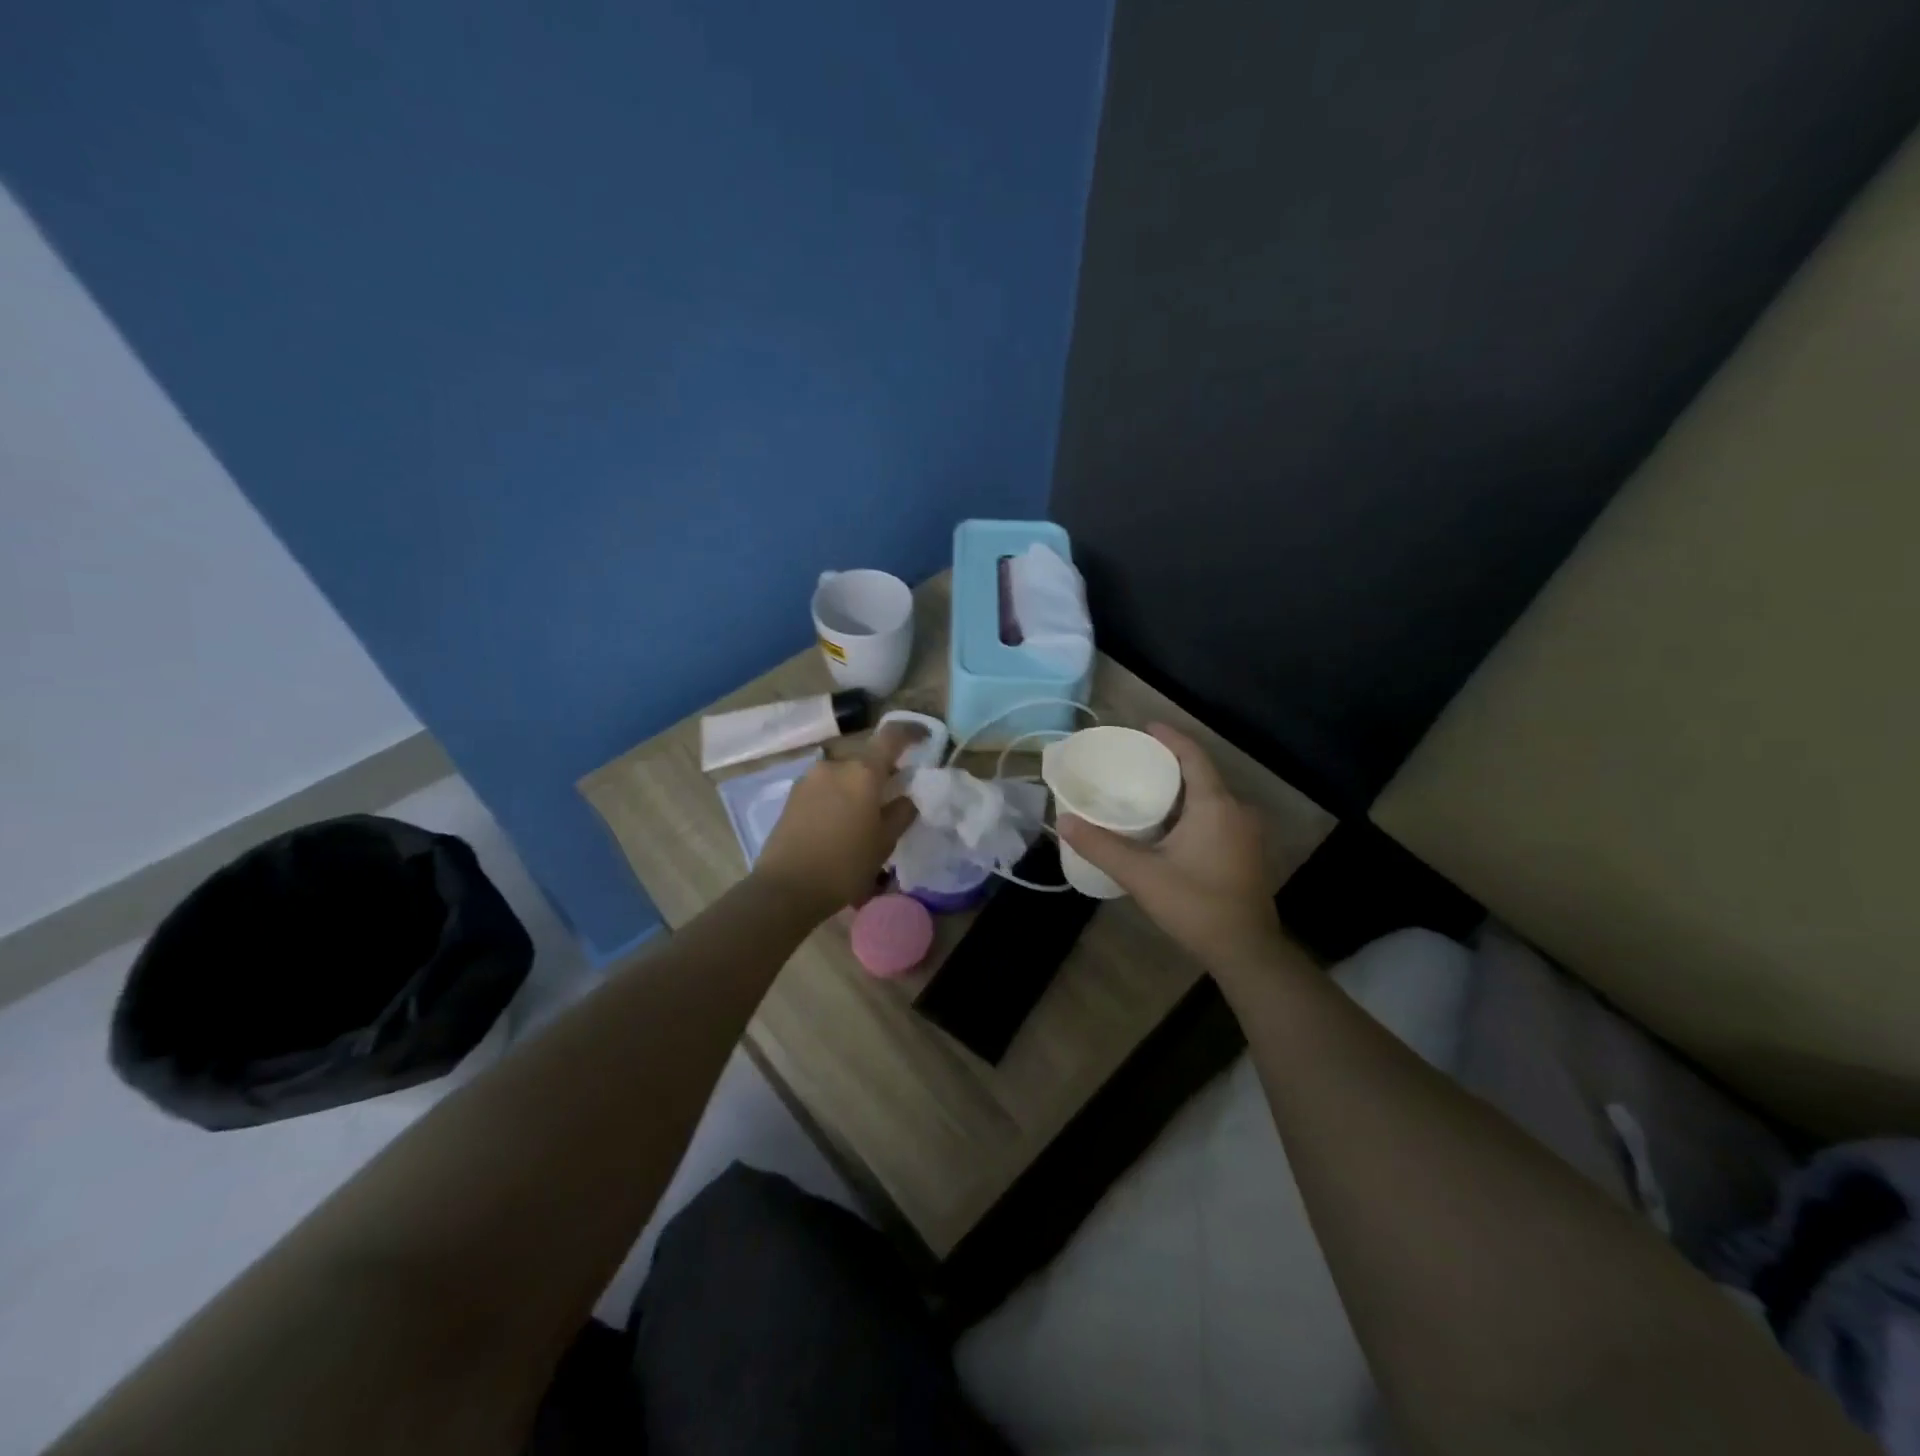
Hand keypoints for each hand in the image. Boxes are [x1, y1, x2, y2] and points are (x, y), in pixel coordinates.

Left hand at [751, 720, 923, 915]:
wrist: (786, 888)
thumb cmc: (844, 865)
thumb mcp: (884, 843)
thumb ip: (902, 813)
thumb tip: (907, 797)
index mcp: (863, 771)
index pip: (892, 735)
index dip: (911, 732)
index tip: (925, 737)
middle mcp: (835, 764)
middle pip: (866, 754)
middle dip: (883, 767)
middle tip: (894, 790)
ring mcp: (810, 777)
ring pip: (844, 770)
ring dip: (858, 782)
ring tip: (866, 810)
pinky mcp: (793, 794)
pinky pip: (826, 784)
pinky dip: (839, 793)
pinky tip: (842, 819)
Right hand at [1057, 724, 1282, 973]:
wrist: (1246, 950)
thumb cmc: (1195, 905)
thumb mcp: (1141, 875)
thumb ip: (1101, 846)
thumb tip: (1063, 820)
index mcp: (1214, 805)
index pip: (1192, 756)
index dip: (1169, 737)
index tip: (1144, 728)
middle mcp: (1236, 809)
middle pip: (1201, 774)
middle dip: (1170, 764)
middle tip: (1134, 762)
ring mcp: (1246, 831)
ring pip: (1210, 797)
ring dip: (1180, 790)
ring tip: (1145, 790)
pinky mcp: (1247, 851)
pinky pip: (1217, 815)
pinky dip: (1192, 810)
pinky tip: (1168, 825)